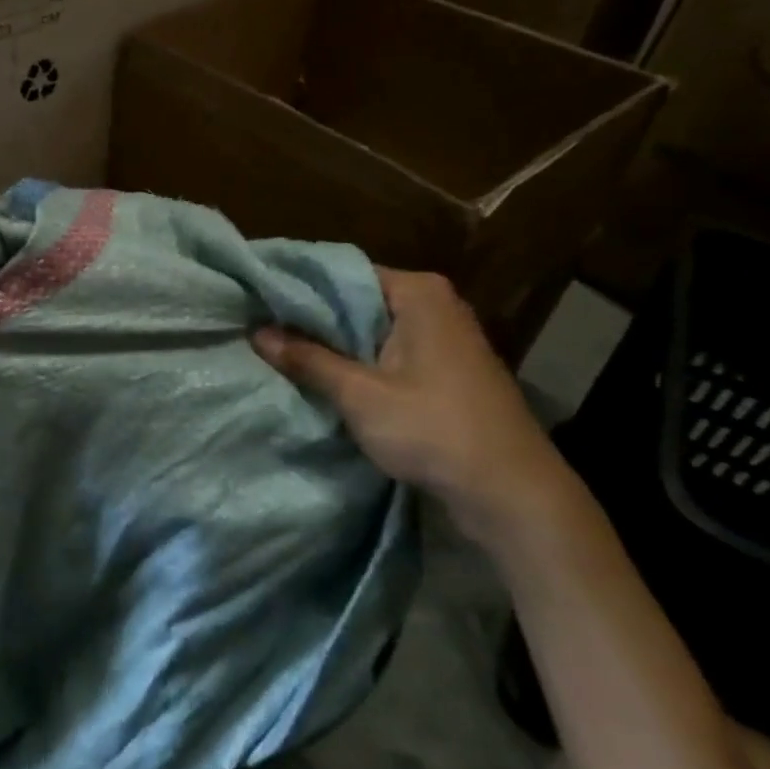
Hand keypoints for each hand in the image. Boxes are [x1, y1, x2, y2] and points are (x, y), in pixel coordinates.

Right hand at [254, 268, 573, 542]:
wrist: (513, 494)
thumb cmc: (434, 430)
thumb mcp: (360, 394)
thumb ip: (307, 359)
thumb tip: (256, 332)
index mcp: (418, 293)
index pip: (343, 273)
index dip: (299, 287)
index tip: (258, 299)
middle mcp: (435, 305)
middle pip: (357, 301)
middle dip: (313, 318)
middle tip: (261, 326)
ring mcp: (445, 338)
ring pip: (372, 330)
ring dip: (335, 344)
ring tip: (282, 350)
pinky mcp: (447, 370)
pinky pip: (390, 353)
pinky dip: (359, 362)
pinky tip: (326, 376)